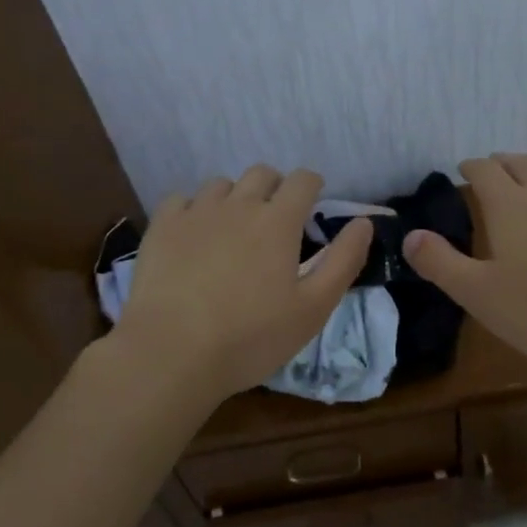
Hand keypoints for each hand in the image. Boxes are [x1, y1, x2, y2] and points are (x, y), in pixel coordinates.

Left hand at [112, 165, 372, 402]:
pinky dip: (193, 209)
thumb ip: (343, 261)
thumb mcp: (313, 308)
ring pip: (221, 184)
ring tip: (233, 230)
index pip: (303, 180)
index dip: (312, 186)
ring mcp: (196, 212)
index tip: (312, 204)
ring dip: (235, 197)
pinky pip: (182, 200)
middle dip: (275, 187)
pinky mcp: (162, 227)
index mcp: (278, 221)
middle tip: (275, 220)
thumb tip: (364, 222)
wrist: (171, 354)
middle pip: (262, 173)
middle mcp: (239, 204)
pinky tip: (193, 235)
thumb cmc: (251, 337)